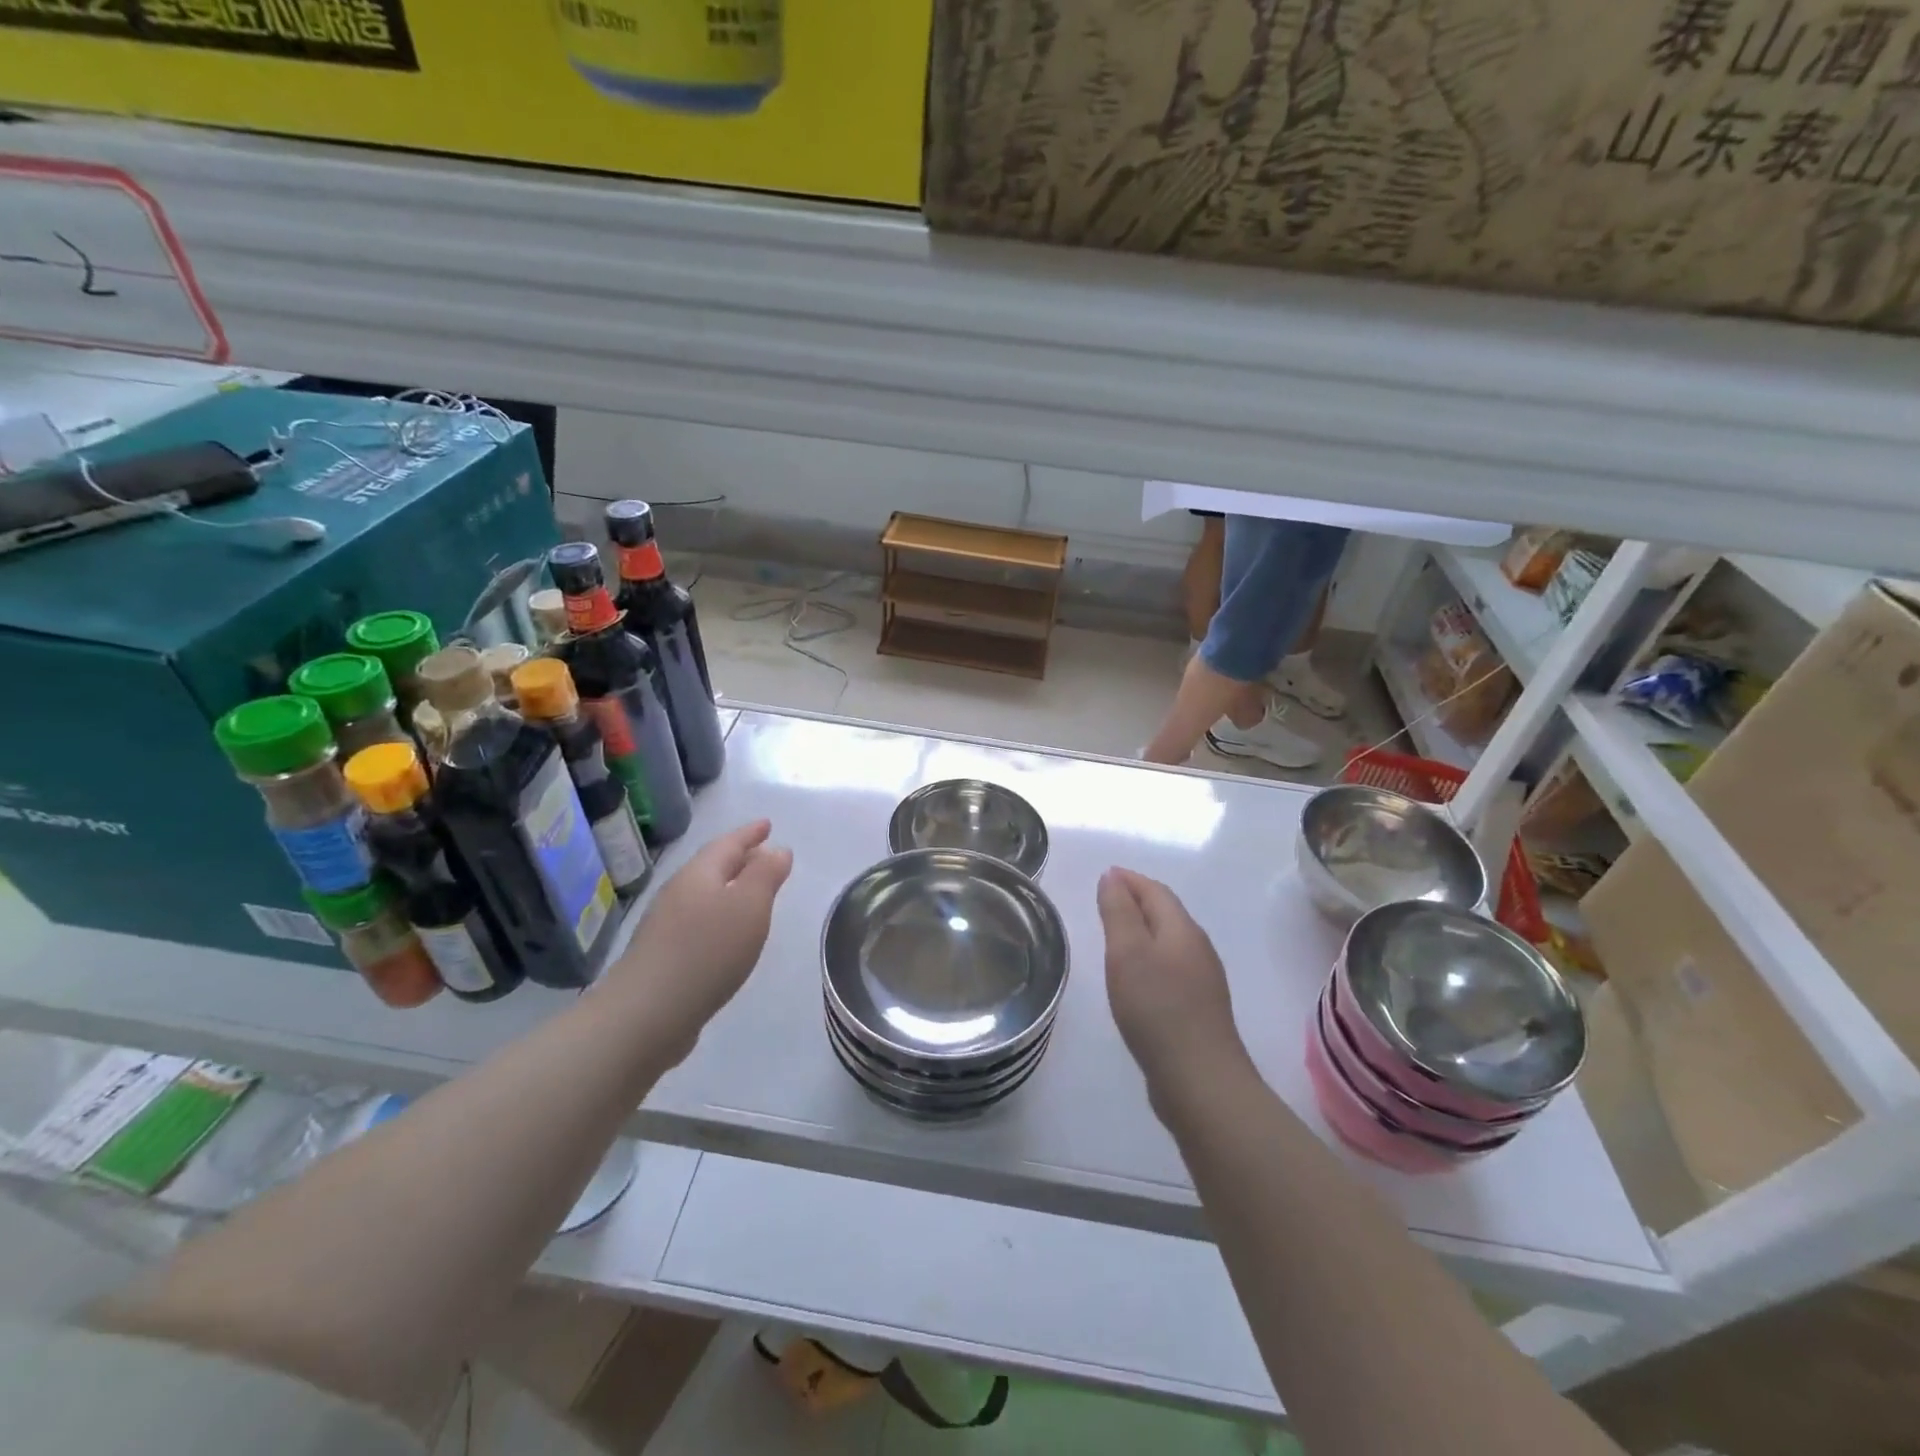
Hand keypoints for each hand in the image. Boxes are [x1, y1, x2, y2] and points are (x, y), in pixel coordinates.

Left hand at [607, 819, 792, 1060]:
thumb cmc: (707, 952)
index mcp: (700, 874)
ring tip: (751, 892)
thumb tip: (777, 849)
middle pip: (713, 867)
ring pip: (704, 894)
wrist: (646, 1014)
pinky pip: (698, 921)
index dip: (750, 833)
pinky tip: (727, 934)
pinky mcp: (662, 955)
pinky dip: (718, 916)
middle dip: (740, 857)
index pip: (728, 843)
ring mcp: (665, 925)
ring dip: (729, 888)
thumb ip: (766, 874)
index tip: (768, 824)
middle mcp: (679, 892)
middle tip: (764, 852)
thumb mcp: (749, 907)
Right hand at [1097, 867, 1246, 1088]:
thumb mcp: (1127, 953)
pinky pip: (1171, 968)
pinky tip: (1137, 977)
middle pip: (1166, 913)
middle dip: (1137, 901)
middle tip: (1106, 900)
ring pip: (1169, 942)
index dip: (1130, 880)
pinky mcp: (1199, 1009)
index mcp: (1182, 930)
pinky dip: (1150, 958)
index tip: (1105, 875)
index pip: (1156, 891)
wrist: (1200, 1079)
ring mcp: (1203, 981)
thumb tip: (1112, 877)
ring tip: (1116, 935)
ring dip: (1144, 930)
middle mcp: (1198, 949)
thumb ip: (1118, 912)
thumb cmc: (1157, 1008)